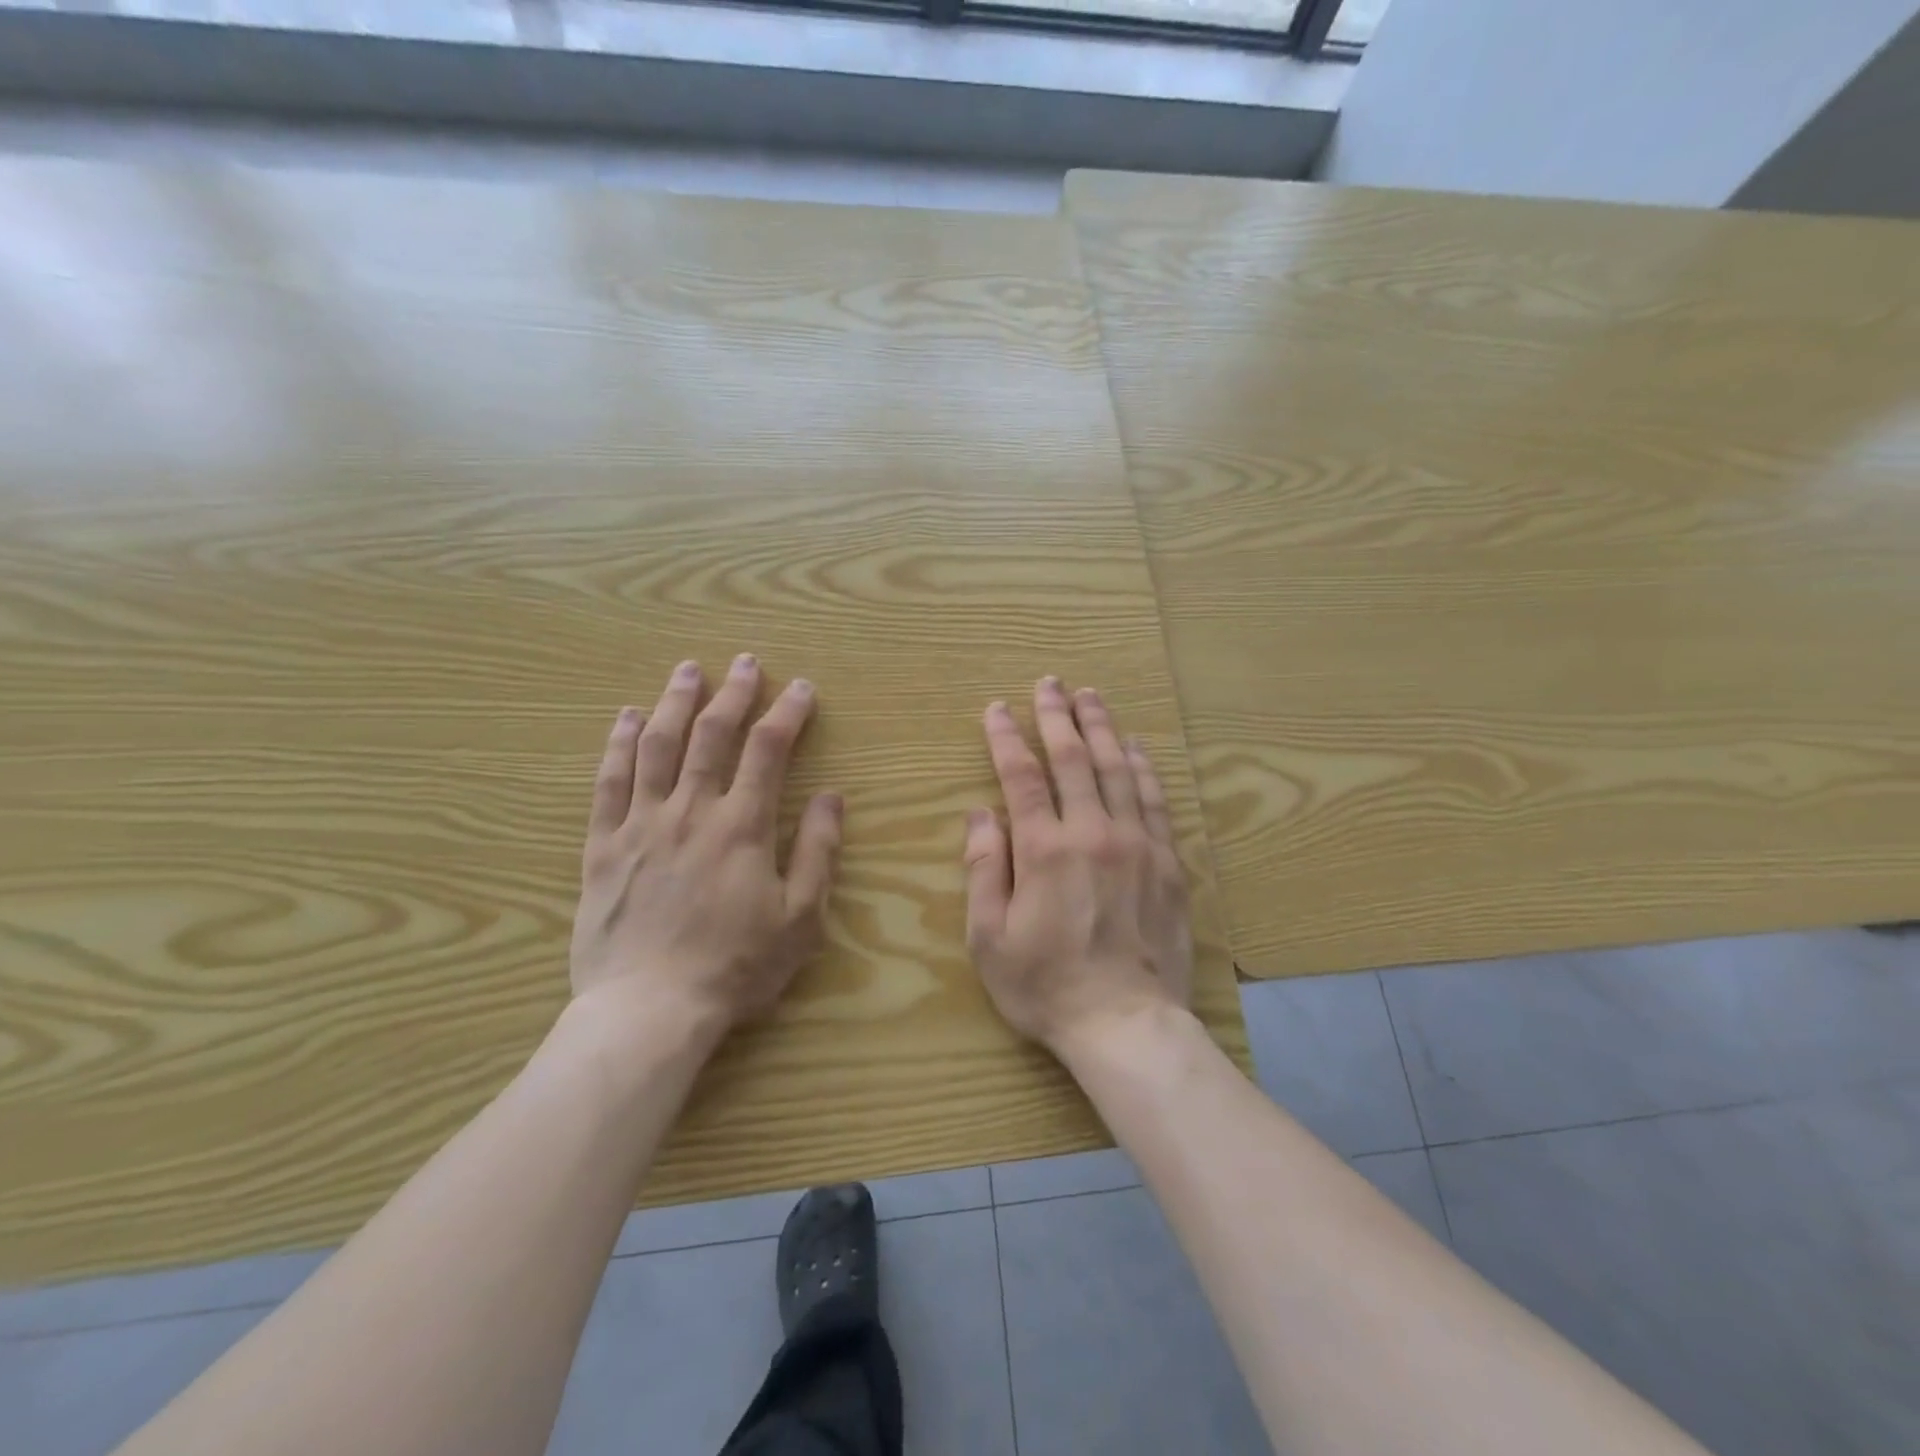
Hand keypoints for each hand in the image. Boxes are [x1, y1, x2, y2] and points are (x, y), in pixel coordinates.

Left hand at [569, 654, 843, 1037]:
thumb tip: (831, 797)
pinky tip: (627, 718)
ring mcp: (642, 824)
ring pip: (658, 747)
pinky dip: (618, 745)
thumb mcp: (799, 918)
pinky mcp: (604, 846)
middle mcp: (691, 811)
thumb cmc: (736, 967)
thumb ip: (817, 852)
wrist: (649, 1010)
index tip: (800, 688)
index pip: (768, 751)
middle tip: (745, 663)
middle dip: (733, 693)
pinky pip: (609, 783)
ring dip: (675, 703)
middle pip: (712, 735)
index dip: (787, 714)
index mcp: (742, 826)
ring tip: (688, 670)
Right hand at [963, 677, 1192, 1057]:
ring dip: (1102, 729)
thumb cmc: (1047, 986)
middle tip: (1050, 683)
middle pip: (1074, 760)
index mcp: (1044, 849)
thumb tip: (980, 815)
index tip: (996, 709)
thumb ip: (984, 870)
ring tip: (1091, 697)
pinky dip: (1143, 769)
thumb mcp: (990, 938)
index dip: (1005, 738)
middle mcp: (1092, 833)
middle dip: (1057, 716)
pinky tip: (1136, 748)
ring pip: (1118, 770)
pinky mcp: (1168, 863)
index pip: (1021, 777)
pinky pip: (1154, 802)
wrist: (1126, 1024)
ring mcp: (1137, 845)